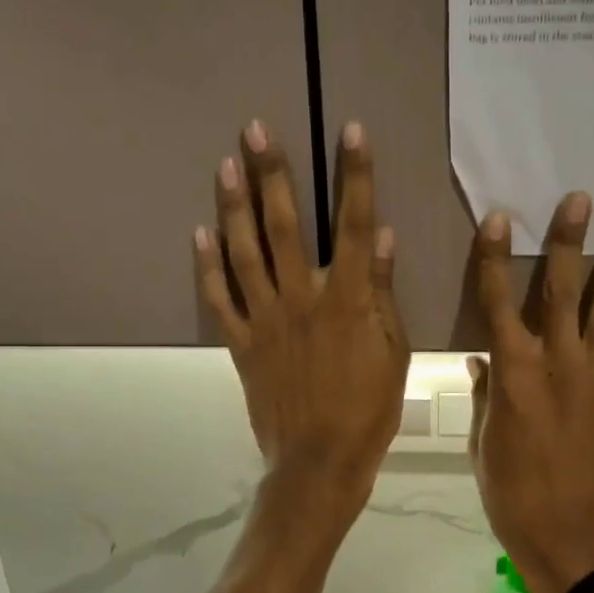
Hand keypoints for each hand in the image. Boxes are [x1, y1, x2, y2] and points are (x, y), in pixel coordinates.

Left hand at [195, 121, 408, 526]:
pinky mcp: (242, 344)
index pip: (353, 225)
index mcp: (345, 300)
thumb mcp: (393, 354)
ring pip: (244, 253)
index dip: (355, 176)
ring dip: (234, 206)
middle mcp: (300, 298)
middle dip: (272, 174)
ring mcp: (265, 320)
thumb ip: (381, 294)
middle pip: (283, 226)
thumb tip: (381, 237)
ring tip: (225, 165)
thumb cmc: (369, 410)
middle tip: (254, 130)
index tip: (351, 132)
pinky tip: (199, 233)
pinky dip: (207, 267)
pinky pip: (219, 299)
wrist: (320, 462)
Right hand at [468, 193, 593, 592]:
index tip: (499, 219)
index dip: (496, 259)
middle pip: (560, 292)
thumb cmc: (513, 496)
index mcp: (511, 378)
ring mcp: (591, 376)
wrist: (573, 536)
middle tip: (578, 200)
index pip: (499, 304)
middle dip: (568, 243)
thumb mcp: (482, 445)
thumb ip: (484, 396)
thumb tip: (481, 360)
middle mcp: (554, 365)